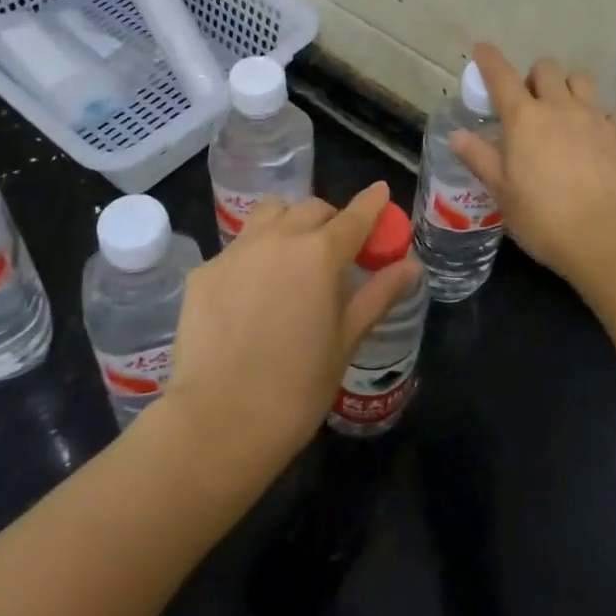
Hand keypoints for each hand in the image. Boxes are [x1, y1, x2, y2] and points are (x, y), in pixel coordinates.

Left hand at [160, 182, 417, 472]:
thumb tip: (411, 266)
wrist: (219, 422)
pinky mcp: (204, 271)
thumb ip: (378, 294)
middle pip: (311, 208)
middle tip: (336, 249)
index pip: (354, 216)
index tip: (381, 192)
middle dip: (330, 219)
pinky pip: (238, 247)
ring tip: (292, 256)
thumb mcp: (346, 340)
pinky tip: (253, 292)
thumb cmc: (297, 387)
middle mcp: (277, 239)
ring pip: (270, 214)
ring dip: (289, 222)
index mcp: (320, 254)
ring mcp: (236, 252)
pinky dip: (255, 255)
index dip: (372, 203)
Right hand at [449, 42, 615, 285]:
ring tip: (561, 113)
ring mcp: (594, 118)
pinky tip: (591, 140)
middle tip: (527, 103)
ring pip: (580, 80)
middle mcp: (559, 108)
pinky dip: (594, 116)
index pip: (502, 75)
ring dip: (566, 87)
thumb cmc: (544, 218)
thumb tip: (456, 135)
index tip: (482, 50)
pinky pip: (605, 111)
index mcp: (524, 119)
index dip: (489, 59)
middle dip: (533, 77)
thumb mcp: (502, 192)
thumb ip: (480, 158)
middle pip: (546, 68)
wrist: (608, 237)